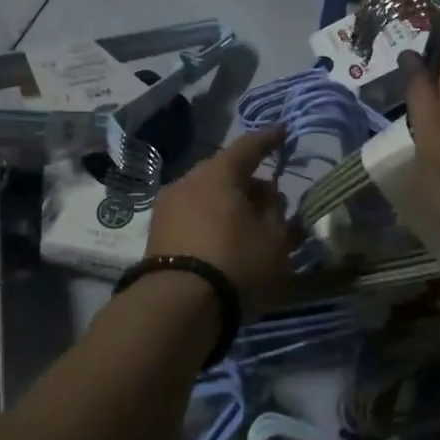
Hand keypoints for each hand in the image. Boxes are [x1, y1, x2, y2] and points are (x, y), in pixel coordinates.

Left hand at [145, 124, 294, 317]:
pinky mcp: (156, 234)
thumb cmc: (236, 264)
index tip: (283, 132)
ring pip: (206, 195)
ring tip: (249, 225)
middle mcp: (188, 181)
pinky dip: (211, 220)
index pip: (248, 147)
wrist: (177, 308)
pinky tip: (224, 240)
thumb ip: (277, 214)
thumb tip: (270, 200)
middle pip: (224, 172)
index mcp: (218, 173)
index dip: (269, 139)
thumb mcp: (275, 241)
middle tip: (271, 198)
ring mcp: (167, 207)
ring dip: (229, 203)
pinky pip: (192, 215)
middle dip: (249, 181)